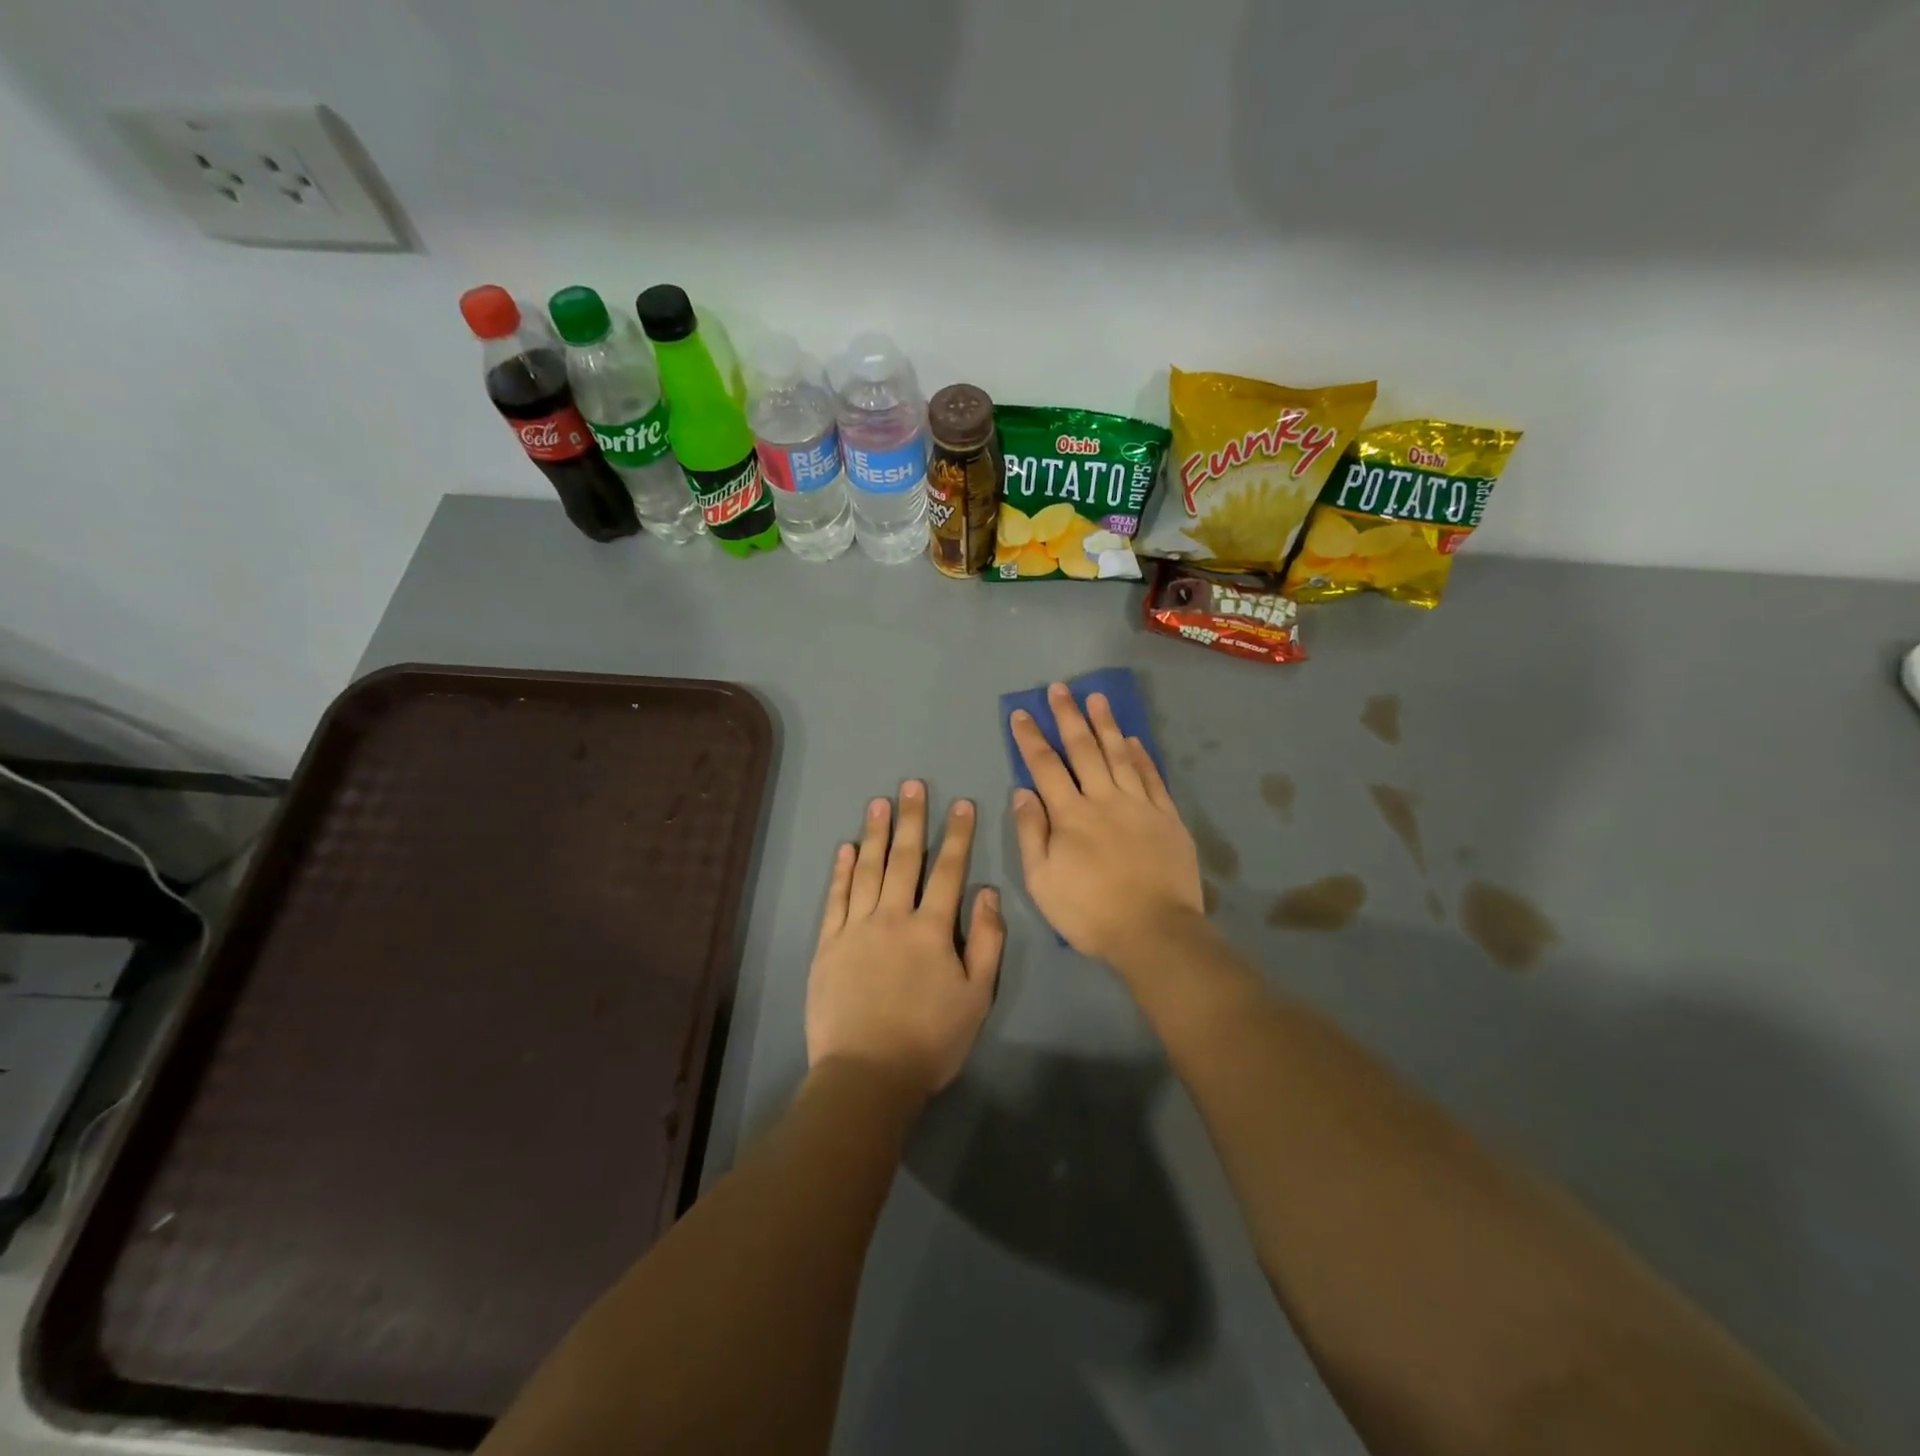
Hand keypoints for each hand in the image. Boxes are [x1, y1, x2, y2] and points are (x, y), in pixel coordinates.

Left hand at [807, 780, 1004, 1100]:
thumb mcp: (976, 996)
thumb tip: (987, 893)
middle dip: (911, 819)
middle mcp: (892, 917)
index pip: (948, 871)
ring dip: (875, 834)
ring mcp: (856, 928)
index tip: (961, 804)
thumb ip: (986, 942)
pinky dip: (841, 872)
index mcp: (931, 929)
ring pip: (867, 870)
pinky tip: (845, 849)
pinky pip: (836, 899)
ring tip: (879, 802)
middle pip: (904, 859)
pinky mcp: (828, 945)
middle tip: (912, 785)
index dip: (957, 836)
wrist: (867, 1074)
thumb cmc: (930, 1040)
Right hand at [1010, 684, 1204, 966]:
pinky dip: (1142, 756)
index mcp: (1070, 815)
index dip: (1031, 738)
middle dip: (1068, 717)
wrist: (1155, 931)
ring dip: (1106, 724)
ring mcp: (1139, 805)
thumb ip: (1032, 833)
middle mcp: (1104, 799)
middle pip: (1083, 749)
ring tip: (1097, 697)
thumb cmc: (1090, 911)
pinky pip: (1152, 777)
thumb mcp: (1042, 880)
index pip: (1045, 766)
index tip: (1021, 713)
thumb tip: (1022, 792)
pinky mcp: (1167, 817)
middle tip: (1059, 689)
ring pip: (1120, 755)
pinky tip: (1134, 739)